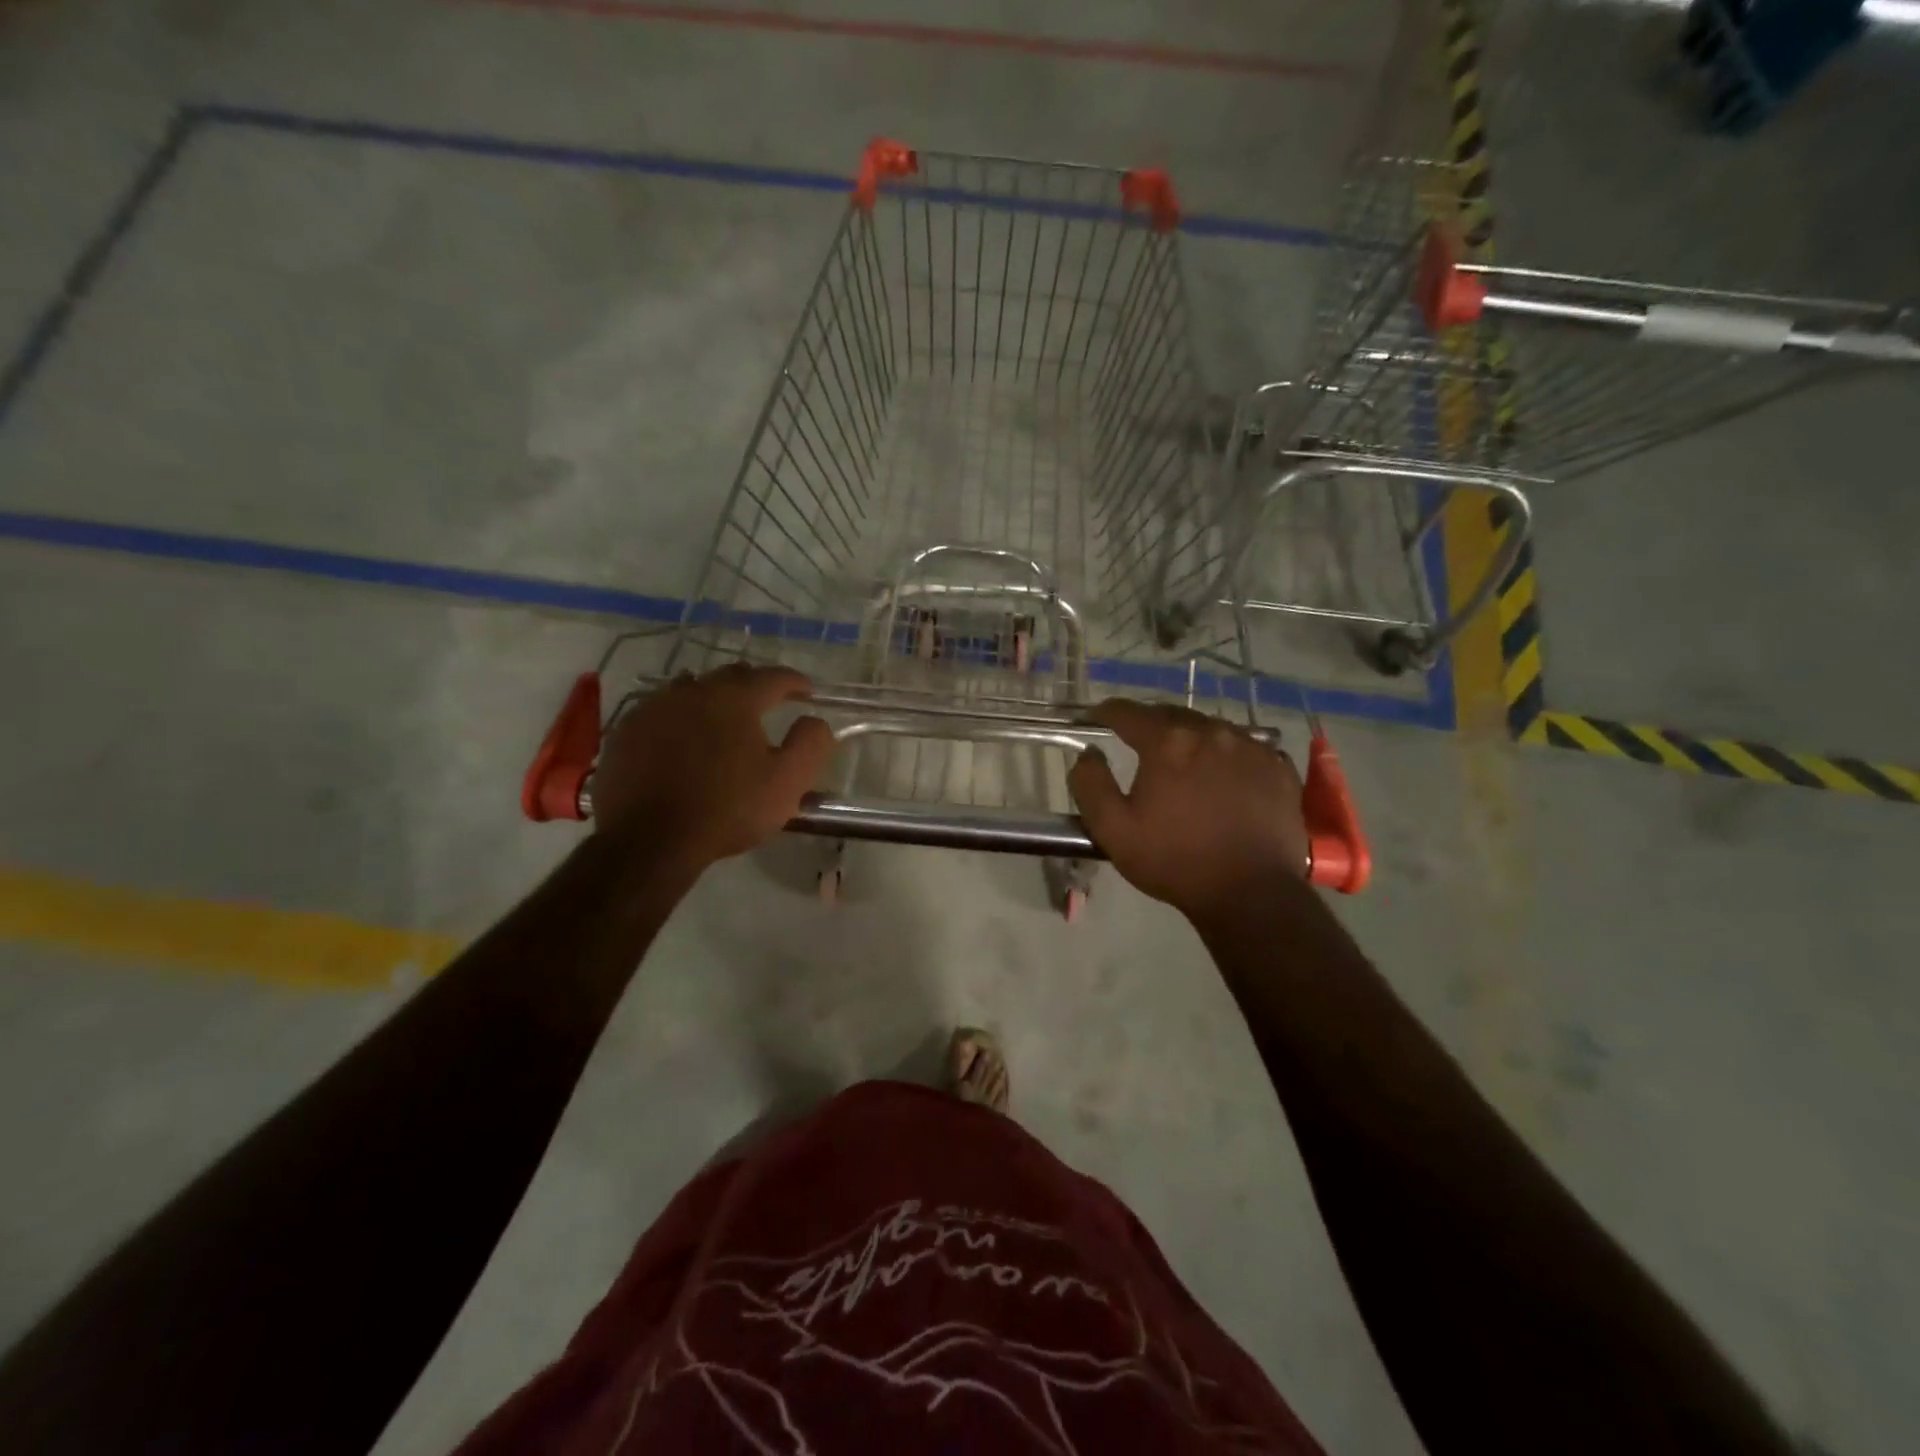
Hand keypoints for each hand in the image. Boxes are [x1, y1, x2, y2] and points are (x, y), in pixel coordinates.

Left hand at [591, 664, 834, 867]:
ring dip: (712, 699)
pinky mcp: (626, 732)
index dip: (795, 682)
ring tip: (722, 720)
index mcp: (734, 698)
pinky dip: (678, 719)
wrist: (648, 841)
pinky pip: (660, 712)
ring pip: (690, 690)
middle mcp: (692, 691)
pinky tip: (681, 741)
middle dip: (753, 686)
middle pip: (730, 676)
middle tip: (767, 705)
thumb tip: (815, 720)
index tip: (808, 692)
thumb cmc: (726, 809)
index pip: (773, 677)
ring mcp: (653, 708)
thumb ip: (810, 743)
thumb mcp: (787, 782)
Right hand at [1068, 699, 1308, 920]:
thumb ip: (1090, 784)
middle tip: (1137, 742)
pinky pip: (1244, 747)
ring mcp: (1250, 747)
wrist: (1251, 894)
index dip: (1105, 712)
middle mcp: (1210, 732)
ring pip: (1210, 728)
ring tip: (1182, 760)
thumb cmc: (1175, 861)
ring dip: (1189, 737)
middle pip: (1170, 714)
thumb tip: (1088, 752)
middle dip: (1149, 723)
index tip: (1094, 719)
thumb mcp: (1113, 830)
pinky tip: (1223, 776)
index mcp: (1167, 743)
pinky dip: (1226, 754)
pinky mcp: (1278, 767)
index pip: (1127, 712)